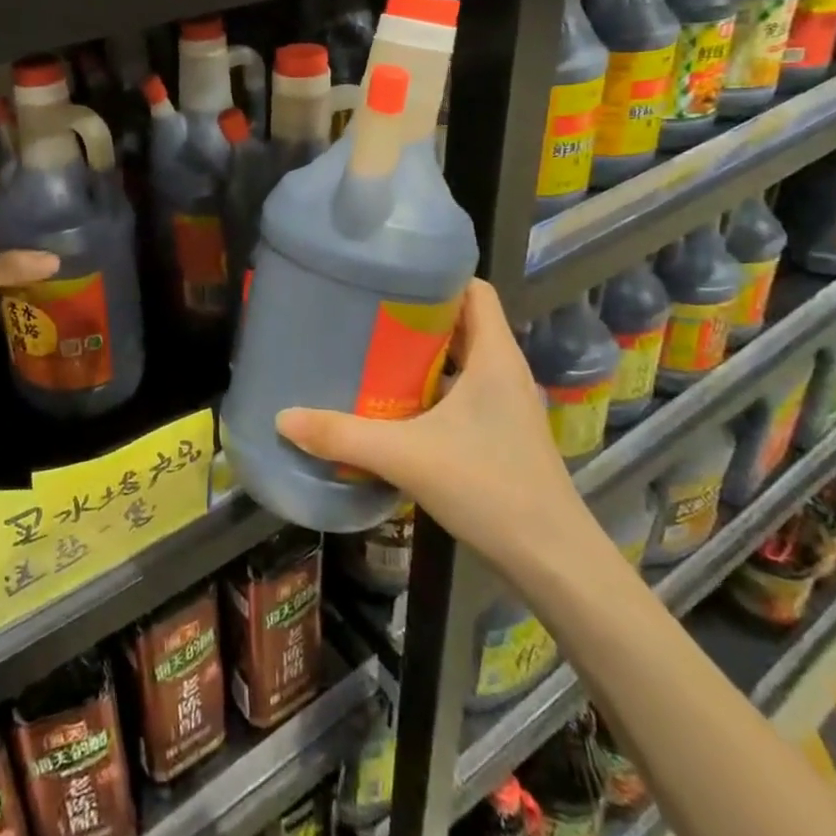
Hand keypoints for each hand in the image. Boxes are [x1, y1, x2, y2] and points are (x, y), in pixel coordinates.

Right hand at [273, 280, 602, 582]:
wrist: (553, 561)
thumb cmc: (490, 488)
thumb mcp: (407, 456)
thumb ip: (343, 436)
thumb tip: (283, 418)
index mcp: (495, 356)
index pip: (474, 289)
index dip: (437, 274)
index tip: (390, 273)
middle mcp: (504, 370)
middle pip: (462, 320)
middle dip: (416, 312)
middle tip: (365, 310)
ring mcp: (506, 404)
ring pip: (461, 357)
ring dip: (422, 351)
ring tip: (371, 348)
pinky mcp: (501, 432)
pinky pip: (462, 389)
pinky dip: (431, 386)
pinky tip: (394, 403)